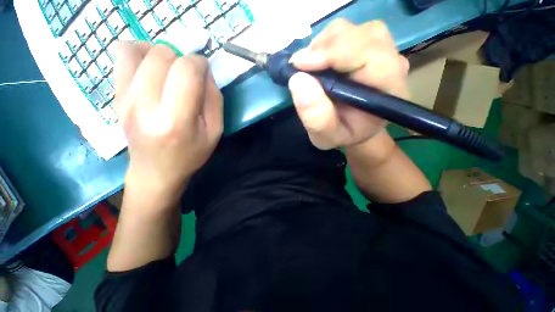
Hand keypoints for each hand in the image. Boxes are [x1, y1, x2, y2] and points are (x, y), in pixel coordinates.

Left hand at [115, 42, 222, 201]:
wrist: (155, 171)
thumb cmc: (191, 154)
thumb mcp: (215, 132)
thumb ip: (214, 100)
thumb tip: (204, 71)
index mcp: (177, 120)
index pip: (186, 71)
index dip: (200, 64)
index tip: (204, 73)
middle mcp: (145, 105)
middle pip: (162, 55)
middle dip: (182, 59)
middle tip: (188, 77)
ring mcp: (125, 98)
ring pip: (139, 49)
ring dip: (161, 54)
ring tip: (170, 71)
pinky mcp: (115, 95)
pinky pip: (121, 55)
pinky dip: (139, 52)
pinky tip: (151, 69)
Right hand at [288, 19, 409, 149]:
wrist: (355, 129)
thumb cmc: (343, 135)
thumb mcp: (326, 136)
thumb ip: (316, 117)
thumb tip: (298, 80)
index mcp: (387, 90)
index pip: (369, 55)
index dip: (332, 53)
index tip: (300, 65)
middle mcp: (391, 64)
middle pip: (360, 35)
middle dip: (324, 48)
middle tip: (301, 68)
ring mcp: (382, 51)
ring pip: (352, 30)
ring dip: (323, 45)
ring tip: (309, 67)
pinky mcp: (368, 46)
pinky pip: (345, 32)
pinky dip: (324, 43)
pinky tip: (317, 62)